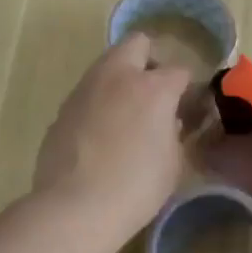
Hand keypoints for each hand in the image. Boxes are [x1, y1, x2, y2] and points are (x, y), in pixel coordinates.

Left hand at [32, 33, 189, 244]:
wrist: (74, 208)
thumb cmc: (135, 187)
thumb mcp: (173, 162)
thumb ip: (175, 132)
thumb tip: (169, 121)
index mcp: (153, 87)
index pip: (180, 72)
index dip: (187, 90)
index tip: (188, 109)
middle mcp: (118, 77)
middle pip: (137, 44)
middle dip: (150, 61)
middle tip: (155, 93)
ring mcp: (86, 89)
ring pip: (107, 65)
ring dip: (121, 80)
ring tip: (127, 115)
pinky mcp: (63, 108)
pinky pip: (88, 93)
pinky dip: (99, 103)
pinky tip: (101, 135)